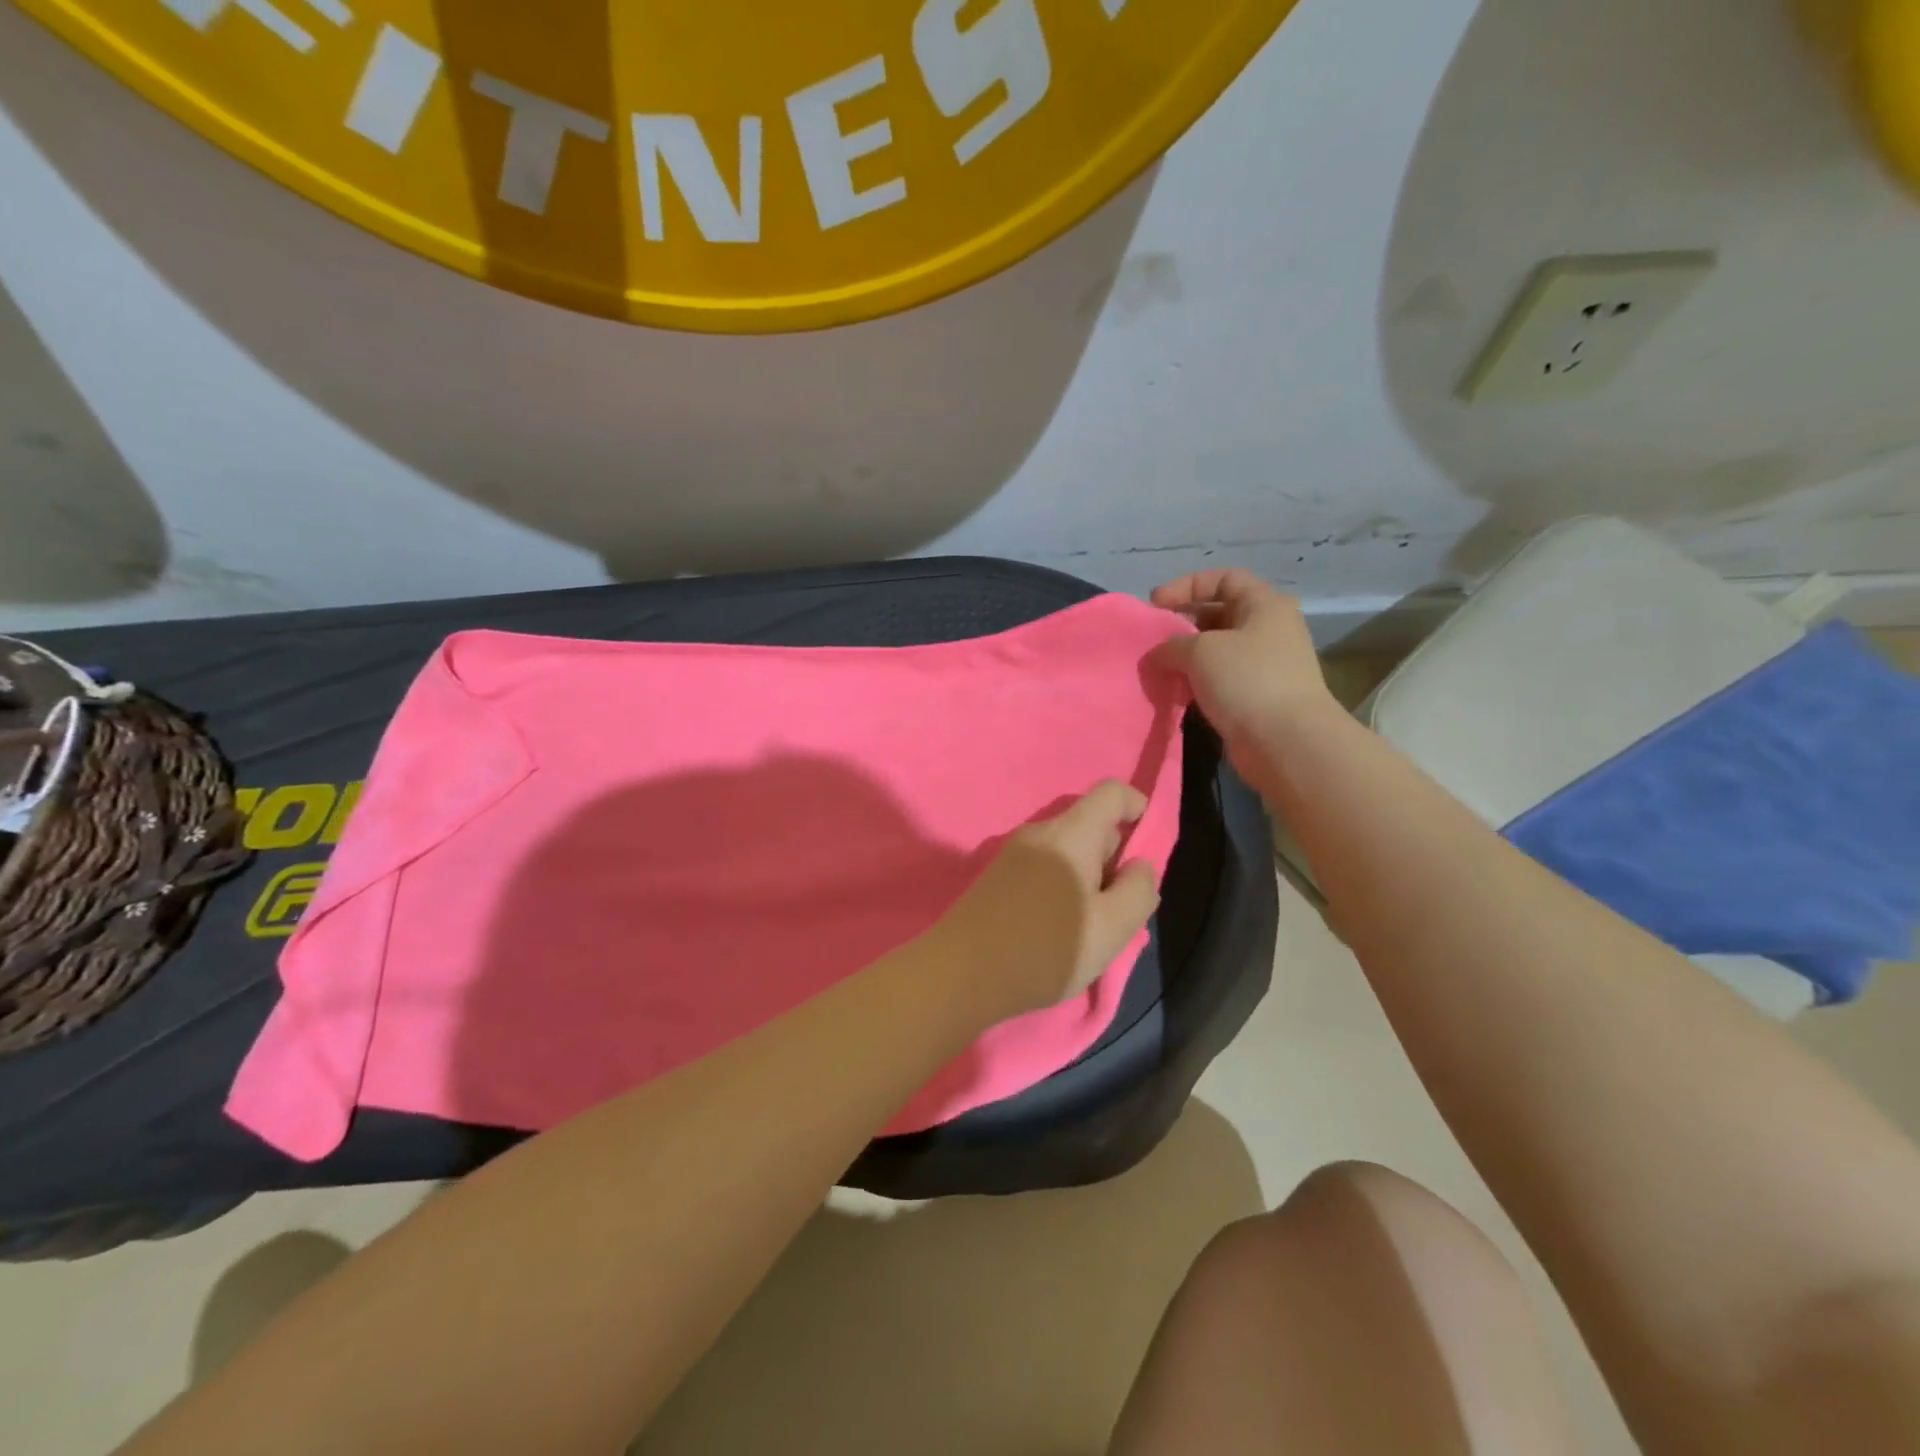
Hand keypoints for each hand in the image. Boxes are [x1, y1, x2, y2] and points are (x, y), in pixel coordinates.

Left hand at [930, 780, 1160, 1021]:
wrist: (961, 972)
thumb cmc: (1045, 948)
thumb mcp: (1112, 928)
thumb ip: (1139, 891)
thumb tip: (1140, 865)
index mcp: (1071, 833)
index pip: (1111, 792)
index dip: (1138, 807)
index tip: (1146, 847)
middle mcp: (1040, 832)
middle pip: (1089, 823)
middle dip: (1114, 856)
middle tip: (1119, 907)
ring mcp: (1013, 852)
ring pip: (1067, 849)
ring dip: (1088, 876)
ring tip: (1090, 925)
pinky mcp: (997, 875)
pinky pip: (1044, 865)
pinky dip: (1062, 884)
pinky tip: (1058, 927)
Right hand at [1149, 569, 1338, 769]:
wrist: (1286, 742)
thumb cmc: (1247, 680)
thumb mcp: (1201, 650)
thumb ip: (1172, 644)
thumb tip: (1159, 653)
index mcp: (1265, 605)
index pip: (1224, 578)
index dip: (1186, 586)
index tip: (1154, 605)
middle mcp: (1269, 630)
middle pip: (1219, 613)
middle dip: (1183, 623)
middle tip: (1153, 639)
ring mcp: (1265, 665)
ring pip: (1217, 650)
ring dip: (1186, 656)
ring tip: (1159, 667)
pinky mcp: (1256, 697)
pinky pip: (1220, 680)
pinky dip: (1196, 682)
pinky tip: (1175, 691)